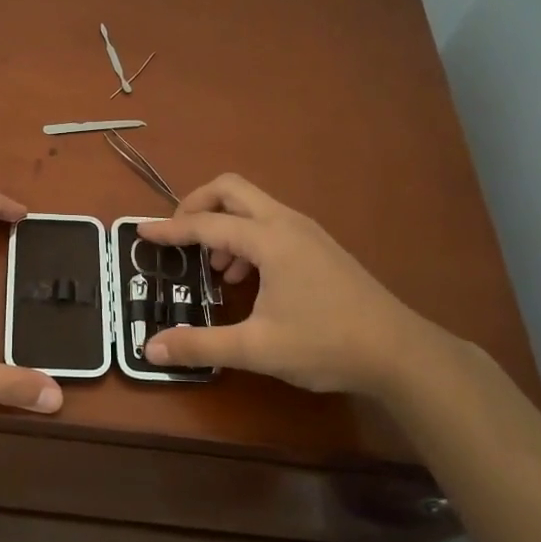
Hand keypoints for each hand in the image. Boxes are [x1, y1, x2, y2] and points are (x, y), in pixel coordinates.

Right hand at [138, 174, 441, 394]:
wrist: (399, 352)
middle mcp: (287, 223)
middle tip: (179, 237)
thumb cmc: (326, 344)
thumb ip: (200, 345)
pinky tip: (248, 279)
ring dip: (224, 225)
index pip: (206, 224)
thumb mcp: (257, 349)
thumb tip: (151, 348)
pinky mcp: (320, 247)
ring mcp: (307, 232)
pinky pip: (271, 224)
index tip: (141, 232)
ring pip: (253, 207)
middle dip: (197, 205)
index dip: (170, 229)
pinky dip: (247, 238)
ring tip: (215, 270)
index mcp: (269, 239)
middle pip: (231, 189)